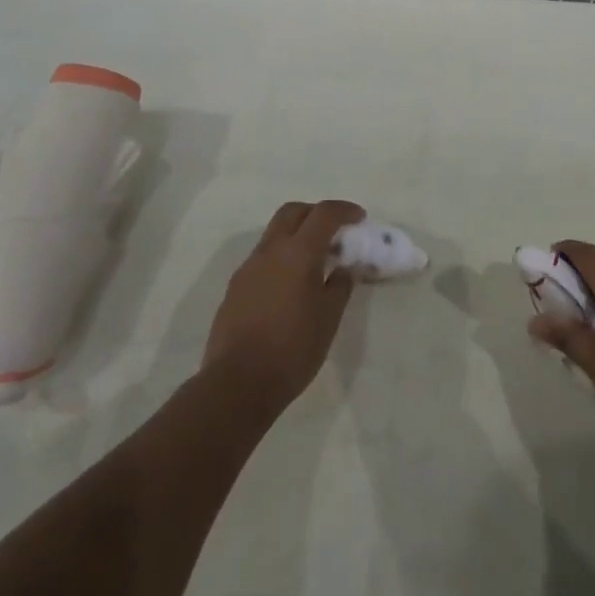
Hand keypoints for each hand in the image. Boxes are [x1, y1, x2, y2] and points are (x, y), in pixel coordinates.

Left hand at [202, 200, 362, 416]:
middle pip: (293, 212)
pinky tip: (290, 285)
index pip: (324, 213)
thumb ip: (339, 286)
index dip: (344, 210)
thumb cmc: (292, 350)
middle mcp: (270, 250)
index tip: (359, 218)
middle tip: (334, 231)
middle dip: (316, 213)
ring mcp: (248, 267)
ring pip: (274, 232)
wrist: (237, 384)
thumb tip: (343, 268)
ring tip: (314, 261)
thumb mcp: (329, 319)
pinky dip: (281, 256)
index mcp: (298, 253)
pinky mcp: (235, 286)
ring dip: (296, 234)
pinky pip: (262, 257)